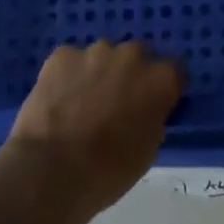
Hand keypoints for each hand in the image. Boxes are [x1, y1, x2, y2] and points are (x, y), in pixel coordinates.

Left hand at [4, 40, 182, 223]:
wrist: (50, 171)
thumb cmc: (108, 170)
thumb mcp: (147, 150)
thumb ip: (152, 118)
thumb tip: (145, 110)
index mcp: (161, 80)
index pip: (174, 71)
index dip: (162, 88)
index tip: (153, 104)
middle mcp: (132, 56)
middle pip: (138, 57)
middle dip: (130, 75)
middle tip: (116, 103)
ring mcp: (95, 51)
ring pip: (103, 56)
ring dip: (99, 72)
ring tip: (81, 102)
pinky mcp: (61, 55)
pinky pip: (71, 61)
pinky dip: (69, 75)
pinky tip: (59, 99)